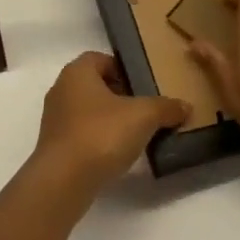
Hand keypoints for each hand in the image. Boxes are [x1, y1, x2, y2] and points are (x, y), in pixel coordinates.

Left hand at [34, 52, 188, 196]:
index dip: (122, 69)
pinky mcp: (54, 145)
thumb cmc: (101, 134)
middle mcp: (61, 89)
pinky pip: (80, 133)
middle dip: (119, 95)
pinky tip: (115, 154)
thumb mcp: (143, 117)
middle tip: (143, 109)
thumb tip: (185, 106)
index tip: (142, 85)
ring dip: (108, 119)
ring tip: (134, 134)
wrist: (63, 180)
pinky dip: (97, 138)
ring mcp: (54, 118)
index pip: (101, 59)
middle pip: (94, 85)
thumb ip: (165, 108)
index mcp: (77, 72)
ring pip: (87, 110)